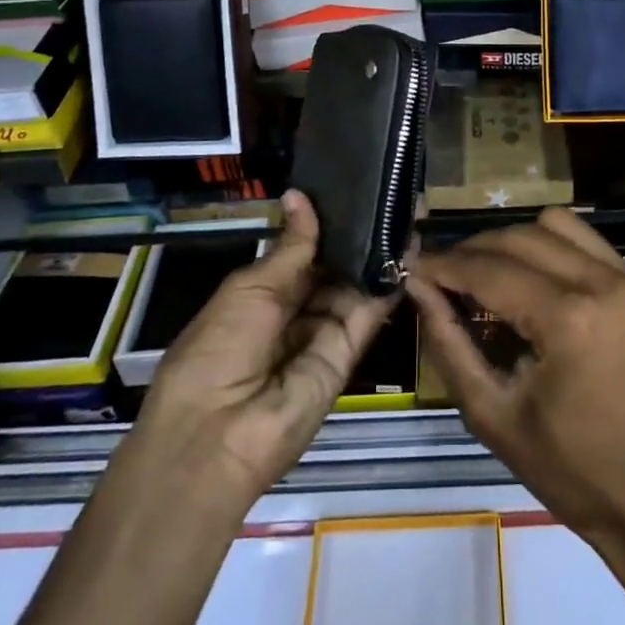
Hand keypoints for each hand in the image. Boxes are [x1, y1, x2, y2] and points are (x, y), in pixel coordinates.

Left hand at [123, 190, 397, 511]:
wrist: (217, 436)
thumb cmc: (217, 349)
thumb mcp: (250, 289)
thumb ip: (292, 246)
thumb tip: (300, 195)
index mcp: (262, 295)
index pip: (302, 252)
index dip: (326, 224)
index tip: (355, 188)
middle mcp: (295, 312)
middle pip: (333, 269)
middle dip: (358, 236)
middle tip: (391, 192)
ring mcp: (322, 334)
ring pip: (355, 287)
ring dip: (378, 254)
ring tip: (406, 209)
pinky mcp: (347, 355)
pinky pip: (368, 314)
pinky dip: (388, 284)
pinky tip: (407, 249)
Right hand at [405, 208, 624, 558]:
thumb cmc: (573, 473)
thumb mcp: (493, 416)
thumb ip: (449, 344)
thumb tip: (419, 287)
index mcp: (570, 320)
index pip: (492, 271)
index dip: (446, 265)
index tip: (414, 266)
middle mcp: (606, 284)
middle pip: (522, 237)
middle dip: (475, 248)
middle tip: (445, 273)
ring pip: (559, 226)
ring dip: (516, 241)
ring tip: (491, 271)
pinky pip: (591, 246)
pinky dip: (555, 251)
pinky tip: (537, 283)